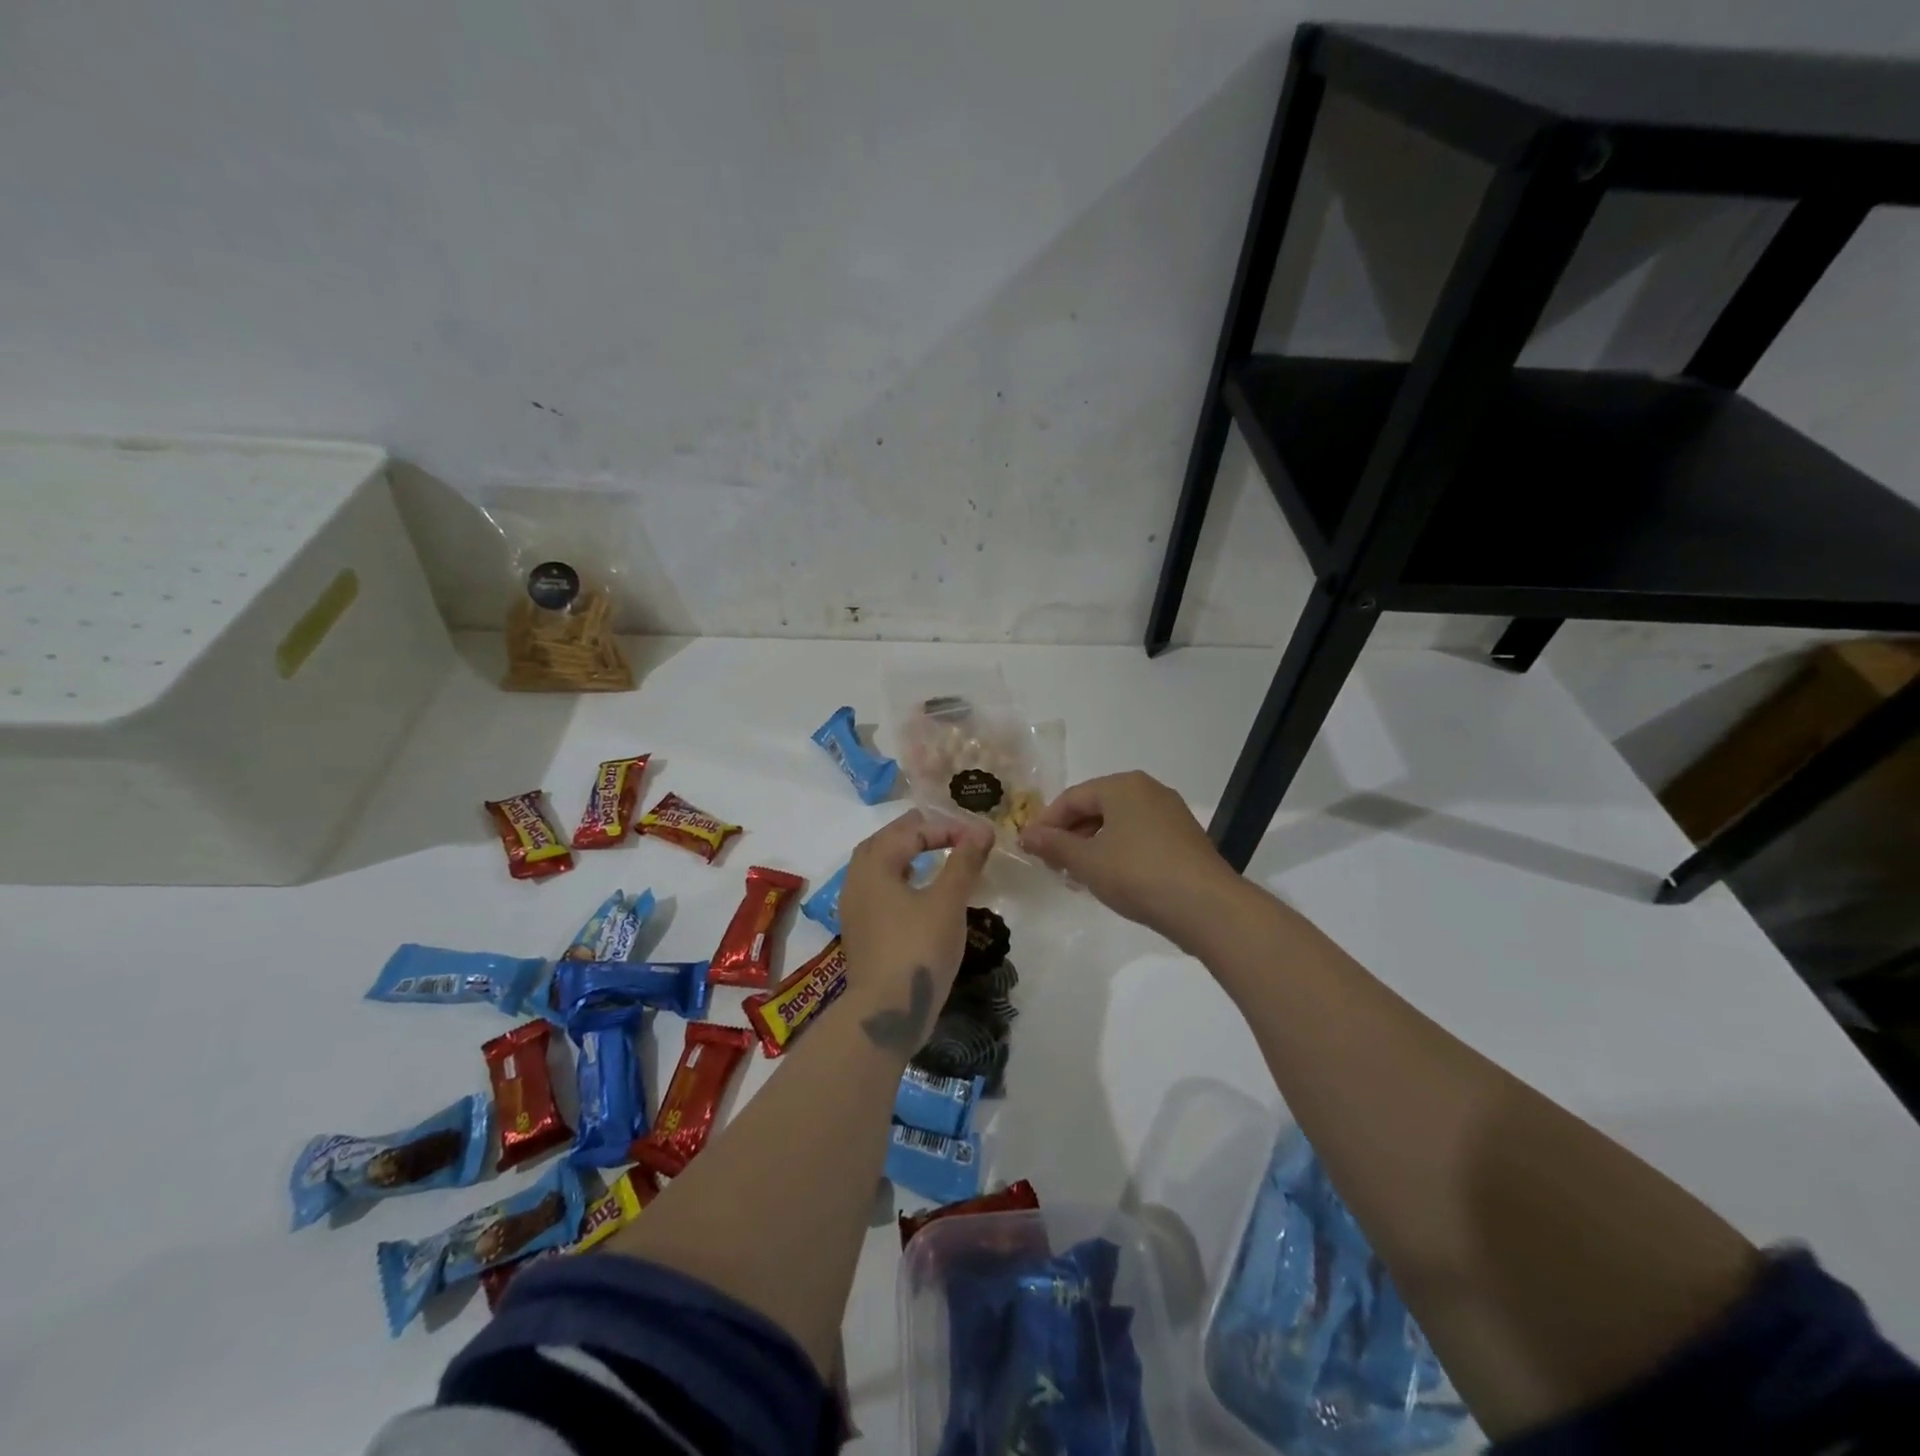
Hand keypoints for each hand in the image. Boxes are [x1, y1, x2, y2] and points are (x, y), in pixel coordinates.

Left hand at [837, 809, 993, 1054]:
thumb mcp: (948, 902)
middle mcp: (857, 882)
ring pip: (876, 868)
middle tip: (941, 830)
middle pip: (883, 844)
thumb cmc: (918, 949)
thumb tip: (982, 828)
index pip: (909, 832)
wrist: (886, 1013)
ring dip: (902, 856)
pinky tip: (917, 894)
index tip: (976, 837)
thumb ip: (964, 862)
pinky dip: (897, 880)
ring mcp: (855, 910)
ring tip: (928, 855)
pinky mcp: (861, 934)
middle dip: (913, 833)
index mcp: (874, 866)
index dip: (944, 829)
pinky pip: (877, 891)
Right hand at [1019, 771, 1241, 949]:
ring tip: (1079, 876)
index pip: (1072, 798)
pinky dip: (1118, 852)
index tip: (1032, 850)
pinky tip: (1111, 879)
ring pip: (1118, 824)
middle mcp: (1148, 790)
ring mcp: (1170, 813)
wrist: (1205, 906)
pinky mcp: (1184, 838)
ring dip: (1093, 846)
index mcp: (1122, 785)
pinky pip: (1139, 837)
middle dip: (1070, 835)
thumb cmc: (1137, 874)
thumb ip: (1054, 845)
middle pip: (1096, 807)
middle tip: (1053, 865)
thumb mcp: (1087, 861)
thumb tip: (1026, 835)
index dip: (1047, 823)